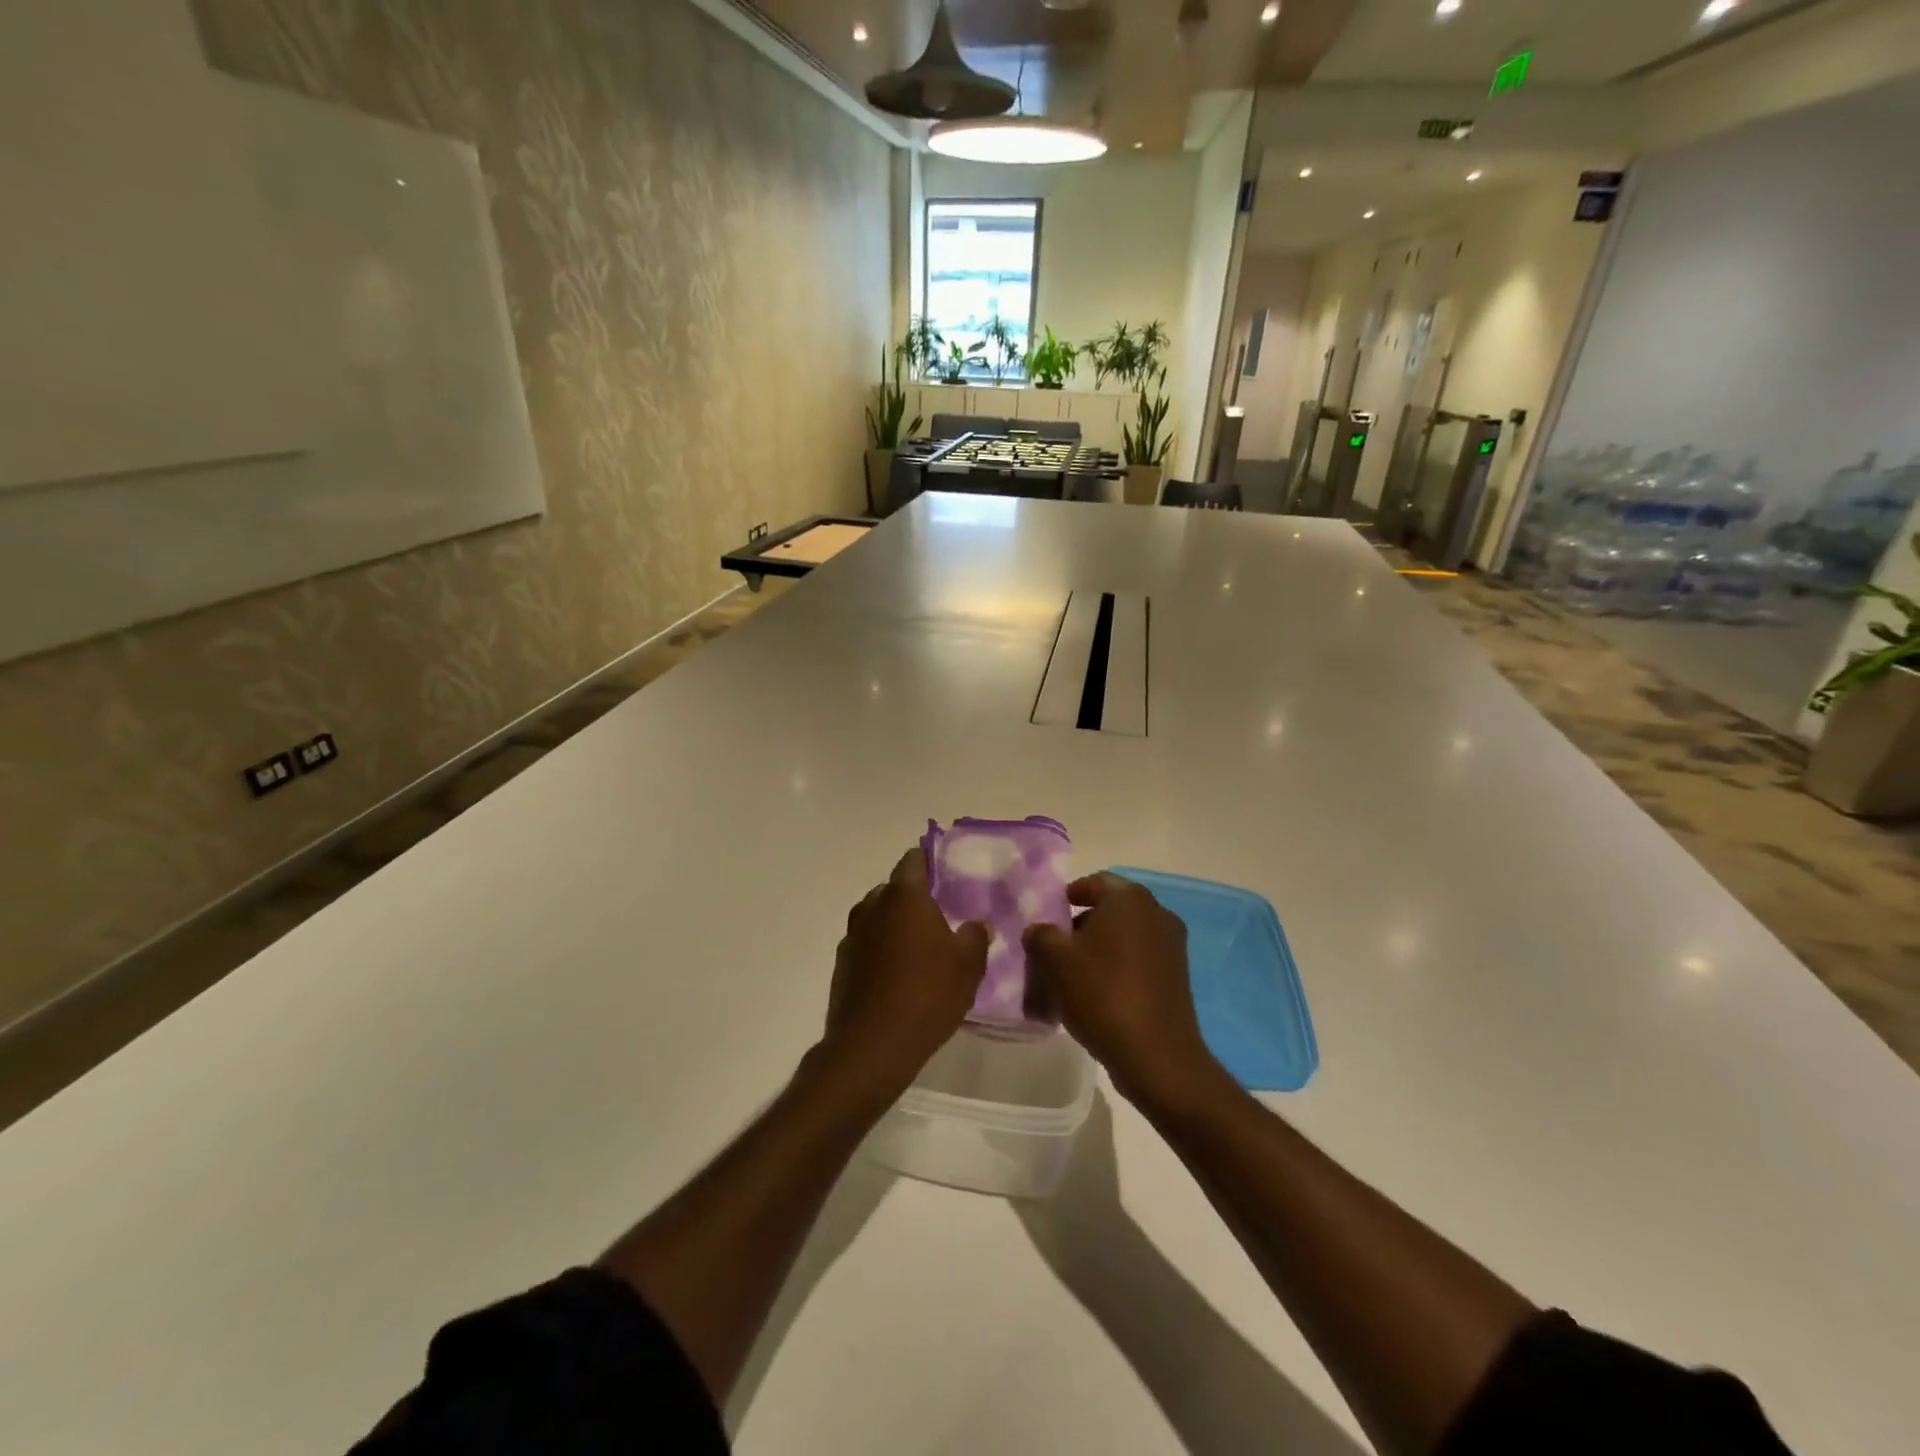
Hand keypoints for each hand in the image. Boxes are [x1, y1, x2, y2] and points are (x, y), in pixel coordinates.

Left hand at [823, 847, 989, 1097]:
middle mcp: (872, 907)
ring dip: (894, 924)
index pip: (913, 861)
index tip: (945, 872)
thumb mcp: (968, 966)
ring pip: (877, 917)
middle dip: (913, 897)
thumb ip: (976, 937)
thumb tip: (979, 924)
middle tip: (939, 916)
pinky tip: (897, 974)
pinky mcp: (842, 964)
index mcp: (904, 897)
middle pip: (893, 889)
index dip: (929, 861)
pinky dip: (880, 950)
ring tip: (919, 947)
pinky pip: (866, 944)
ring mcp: (852, 935)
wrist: (873, 1045)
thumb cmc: (927, 994)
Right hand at [1023, 875, 1222, 1109]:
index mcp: (1129, 899)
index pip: (1094, 882)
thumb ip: (1041, 935)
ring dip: (1099, 949)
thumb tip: (1039, 930)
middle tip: (1055, 949)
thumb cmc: (1102, 994)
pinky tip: (1098, 994)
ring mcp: (1172, 946)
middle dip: (1081, 925)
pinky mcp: (1178, 976)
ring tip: (1072, 976)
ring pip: (1125, 937)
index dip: (1068, 896)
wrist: (1156, 1055)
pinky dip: (1118, 968)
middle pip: (1111, 909)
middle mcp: (1157, 913)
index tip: (1049, 917)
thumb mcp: (1055, 960)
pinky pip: (1139, 960)